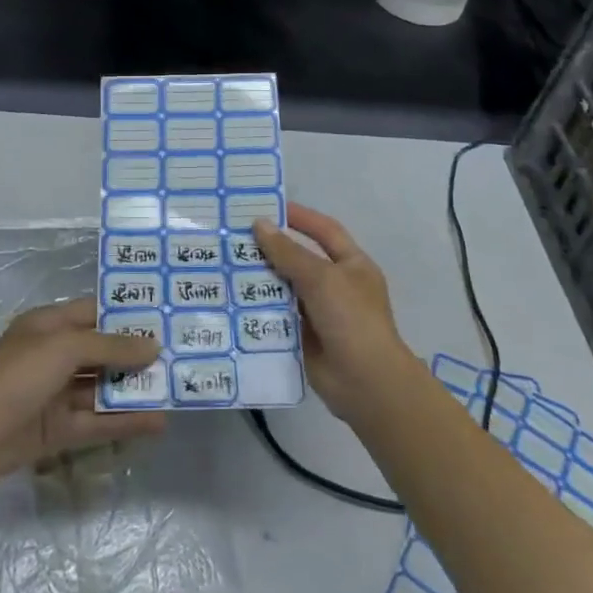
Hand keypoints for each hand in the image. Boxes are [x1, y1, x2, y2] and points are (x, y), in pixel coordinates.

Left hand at [0, 297, 164, 487]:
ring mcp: (55, 394)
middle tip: (177, 357)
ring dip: (133, 390)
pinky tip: (156, 423)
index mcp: (49, 325)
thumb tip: (152, 346)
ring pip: (101, 389)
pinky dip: (124, 422)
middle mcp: (53, 356)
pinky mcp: (57, 430)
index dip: (125, 316)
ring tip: (173, 390)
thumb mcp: (66, 347)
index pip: (93, 313)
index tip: (162, 318)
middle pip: (101, 352)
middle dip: (134, 356)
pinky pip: (97, 422)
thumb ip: (111, 346)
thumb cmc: (20, 374)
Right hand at [253, 204, 418, 424]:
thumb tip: (260, 224)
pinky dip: (260, 308)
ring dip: (261, 279)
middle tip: (235, 237)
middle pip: (300, 259)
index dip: (300, 217)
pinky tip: (232, 299)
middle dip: (272, 249)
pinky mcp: (304, 337)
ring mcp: (320, 313)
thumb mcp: (321, 278)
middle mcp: (337, 285)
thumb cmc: (351, 319)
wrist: (366, 383)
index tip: (268, 208)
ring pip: (286, 288)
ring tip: (226, 265)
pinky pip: (278, 316)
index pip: (324, 231)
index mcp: (352, 265)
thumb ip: (289, 252)